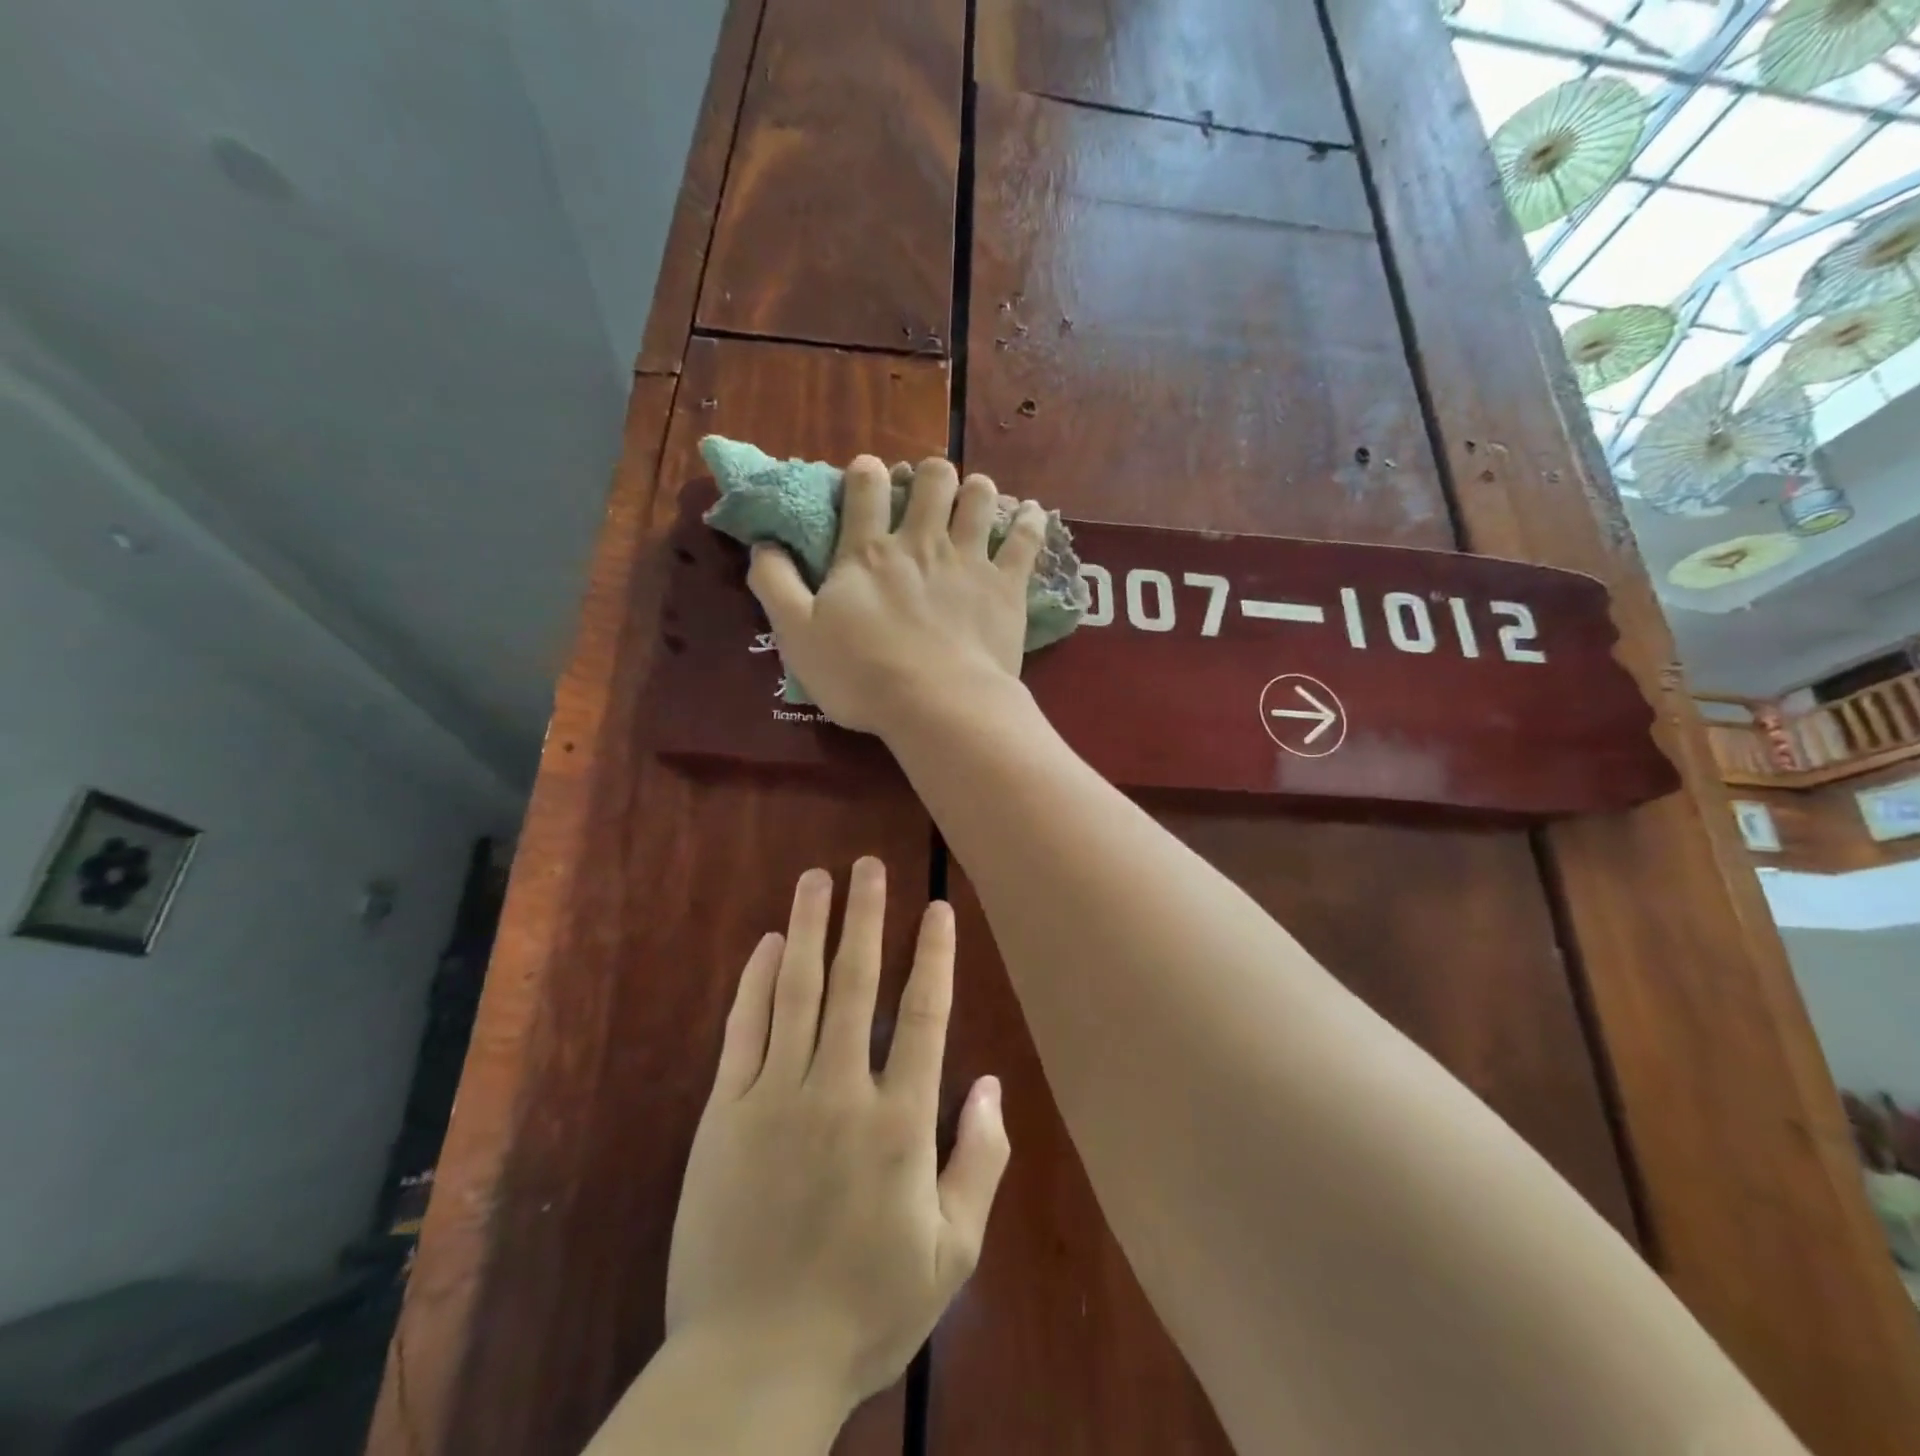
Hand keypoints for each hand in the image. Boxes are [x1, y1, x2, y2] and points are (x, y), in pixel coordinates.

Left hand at [664, 857, 1010, 1414]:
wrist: (751, 1365)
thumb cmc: (863, 1310)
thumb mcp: (951, 1254)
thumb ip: (979, 1162)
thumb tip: (992, 1084)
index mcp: (899, 1124)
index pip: (923, 1015)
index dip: (932, 956)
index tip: (935, 908)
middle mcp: (839, 1092)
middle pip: (855, 984)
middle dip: (865, 917)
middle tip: (867, 865)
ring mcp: (776, 1097)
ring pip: (797, 991)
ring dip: (809, 928)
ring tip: (816, 879)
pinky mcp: (725, 1113)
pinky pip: (744, 1030)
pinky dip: (756, 981)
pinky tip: (766, 944)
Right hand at [747, 456, 1048, 736]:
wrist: (937, 705)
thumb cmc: (862, 675)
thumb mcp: (797, 635)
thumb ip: (775, 584)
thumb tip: (763, 544)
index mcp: (868, 552)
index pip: (866, 487)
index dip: (865, 472)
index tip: (867, 475)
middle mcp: (921, 543)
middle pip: (932, 480)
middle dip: (930, 474)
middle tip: (930, 490)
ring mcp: (968, 560)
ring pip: (980, 498)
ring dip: (977, 490)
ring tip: (975, 498)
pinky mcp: (1006, 585)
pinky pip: (1025, 540)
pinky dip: (1031, 522)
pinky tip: (1033, 513)